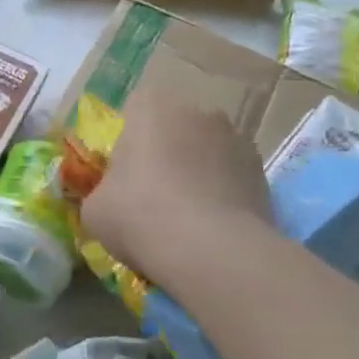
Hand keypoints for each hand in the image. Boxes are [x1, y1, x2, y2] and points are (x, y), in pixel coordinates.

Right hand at [81, 85, 272, 277]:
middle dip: (166, 151)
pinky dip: (223, 193)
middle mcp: (198, 111)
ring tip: (187, 215)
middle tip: (153, 193)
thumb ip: (103, 191)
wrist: (210, 251)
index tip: (124, 171)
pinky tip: (212, 226)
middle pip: (175, 127)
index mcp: (152, 107)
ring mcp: (237, 139)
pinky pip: (232, 176)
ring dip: (198, 170)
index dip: (129, 139)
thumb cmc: (139, 215)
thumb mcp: (95, 209)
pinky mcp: (263, 172)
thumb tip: (112, 198)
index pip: (136, 108)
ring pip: (207, 150)